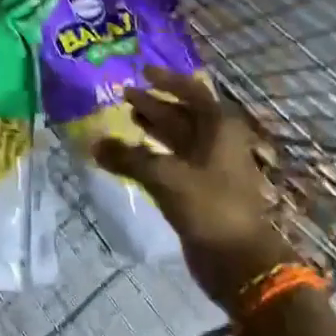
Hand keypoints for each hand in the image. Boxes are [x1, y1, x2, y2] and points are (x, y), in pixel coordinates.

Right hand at [94, 67, 294, 308]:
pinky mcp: (202, 191)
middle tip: (124, 96)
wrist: (241, 263)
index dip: (167, 80)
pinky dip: (155, 154)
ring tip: (127, 120)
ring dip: (154, 128)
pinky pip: (175, 161)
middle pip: (183, 114)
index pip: (192, 91)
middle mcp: (218, 142)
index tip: (142, 72)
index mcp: (219, 128)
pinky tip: (135, 154)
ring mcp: (212, 167)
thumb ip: (128, 157)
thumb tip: (94, 144)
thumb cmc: (209, 206)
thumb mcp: (165, 176)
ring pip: (179, 138)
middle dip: (154, 104)